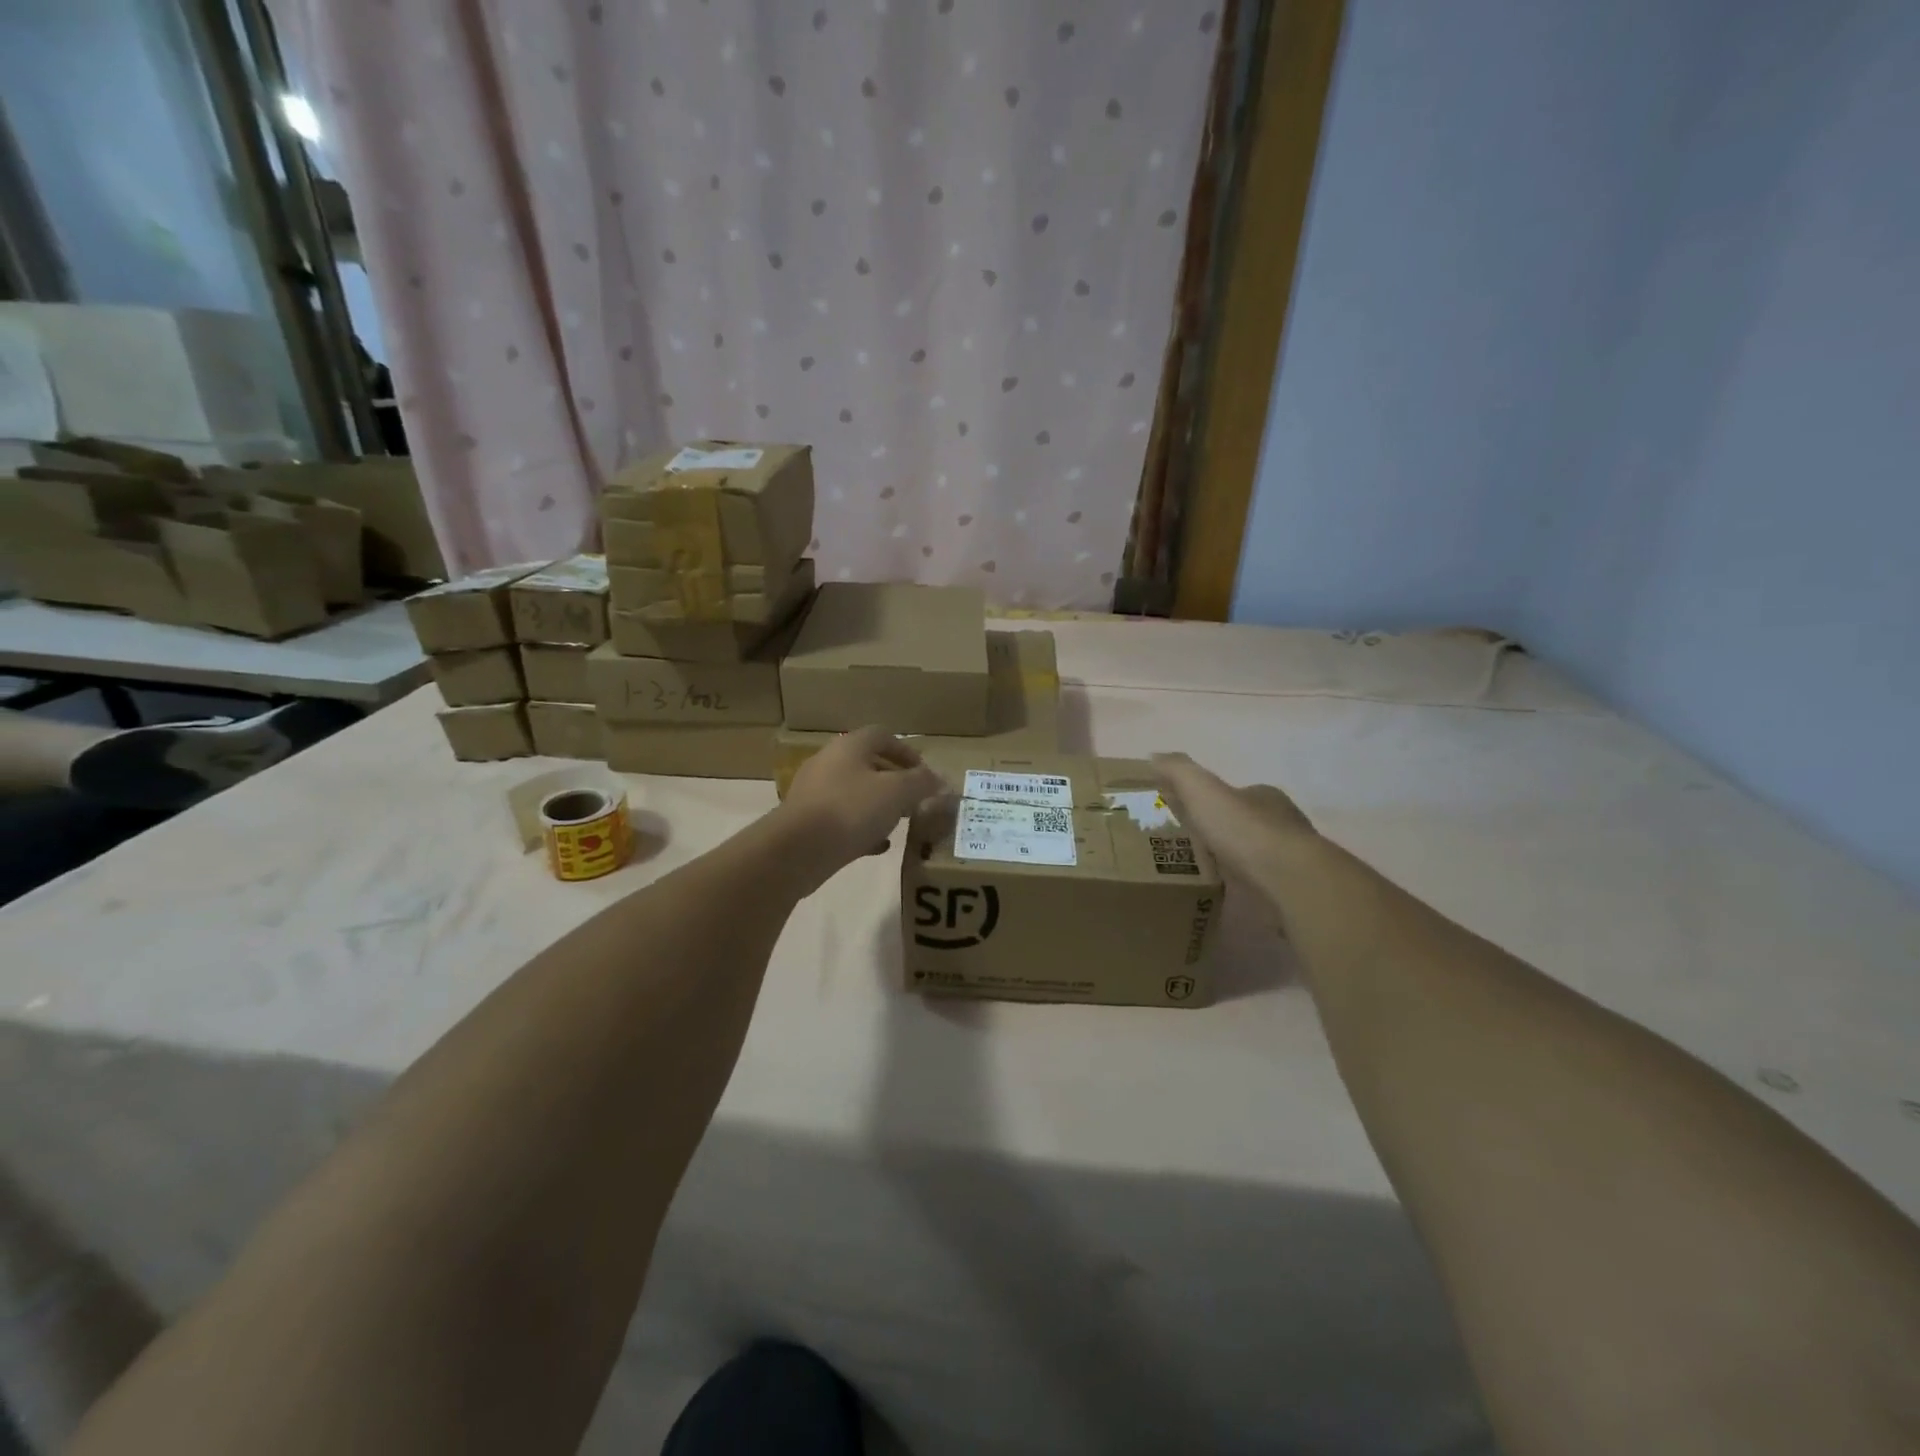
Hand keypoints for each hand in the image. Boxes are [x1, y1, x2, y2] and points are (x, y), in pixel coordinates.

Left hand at [778, 726, 946, 872]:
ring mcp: (814, 793)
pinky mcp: (806, 822)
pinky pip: (841, 819)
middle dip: (894, 781)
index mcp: (849, 746)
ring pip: (854, 793)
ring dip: (878, 805)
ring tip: (899, 823)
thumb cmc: (852, 809)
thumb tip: (941, 781)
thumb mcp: (898, 793)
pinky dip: (861, 828)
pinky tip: (877, 846)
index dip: (906, 751)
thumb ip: (922, 784)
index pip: (882, 736)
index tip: (924, 774)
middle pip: (867, 764)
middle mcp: (828, 762)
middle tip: (915, 800)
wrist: (798, 850)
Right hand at [1152, 753, 1317, 903]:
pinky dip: (1243, 894)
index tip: (1183, 816)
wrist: (1289, 881)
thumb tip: (1154, 756)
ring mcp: (1289, 862)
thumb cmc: (1245, 831)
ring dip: (1231, 867)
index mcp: (1265, 798)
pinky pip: (1261, 891)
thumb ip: (1179, 772)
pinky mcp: (1290, 893)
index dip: (1209, 803)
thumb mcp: (1203, 791)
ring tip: (1196, 879)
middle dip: (1219, 836)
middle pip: (1244, 827)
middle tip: (1183, 850)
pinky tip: (1222, 902)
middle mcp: (1282, 825)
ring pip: (1254, 860)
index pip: (1235, 795)